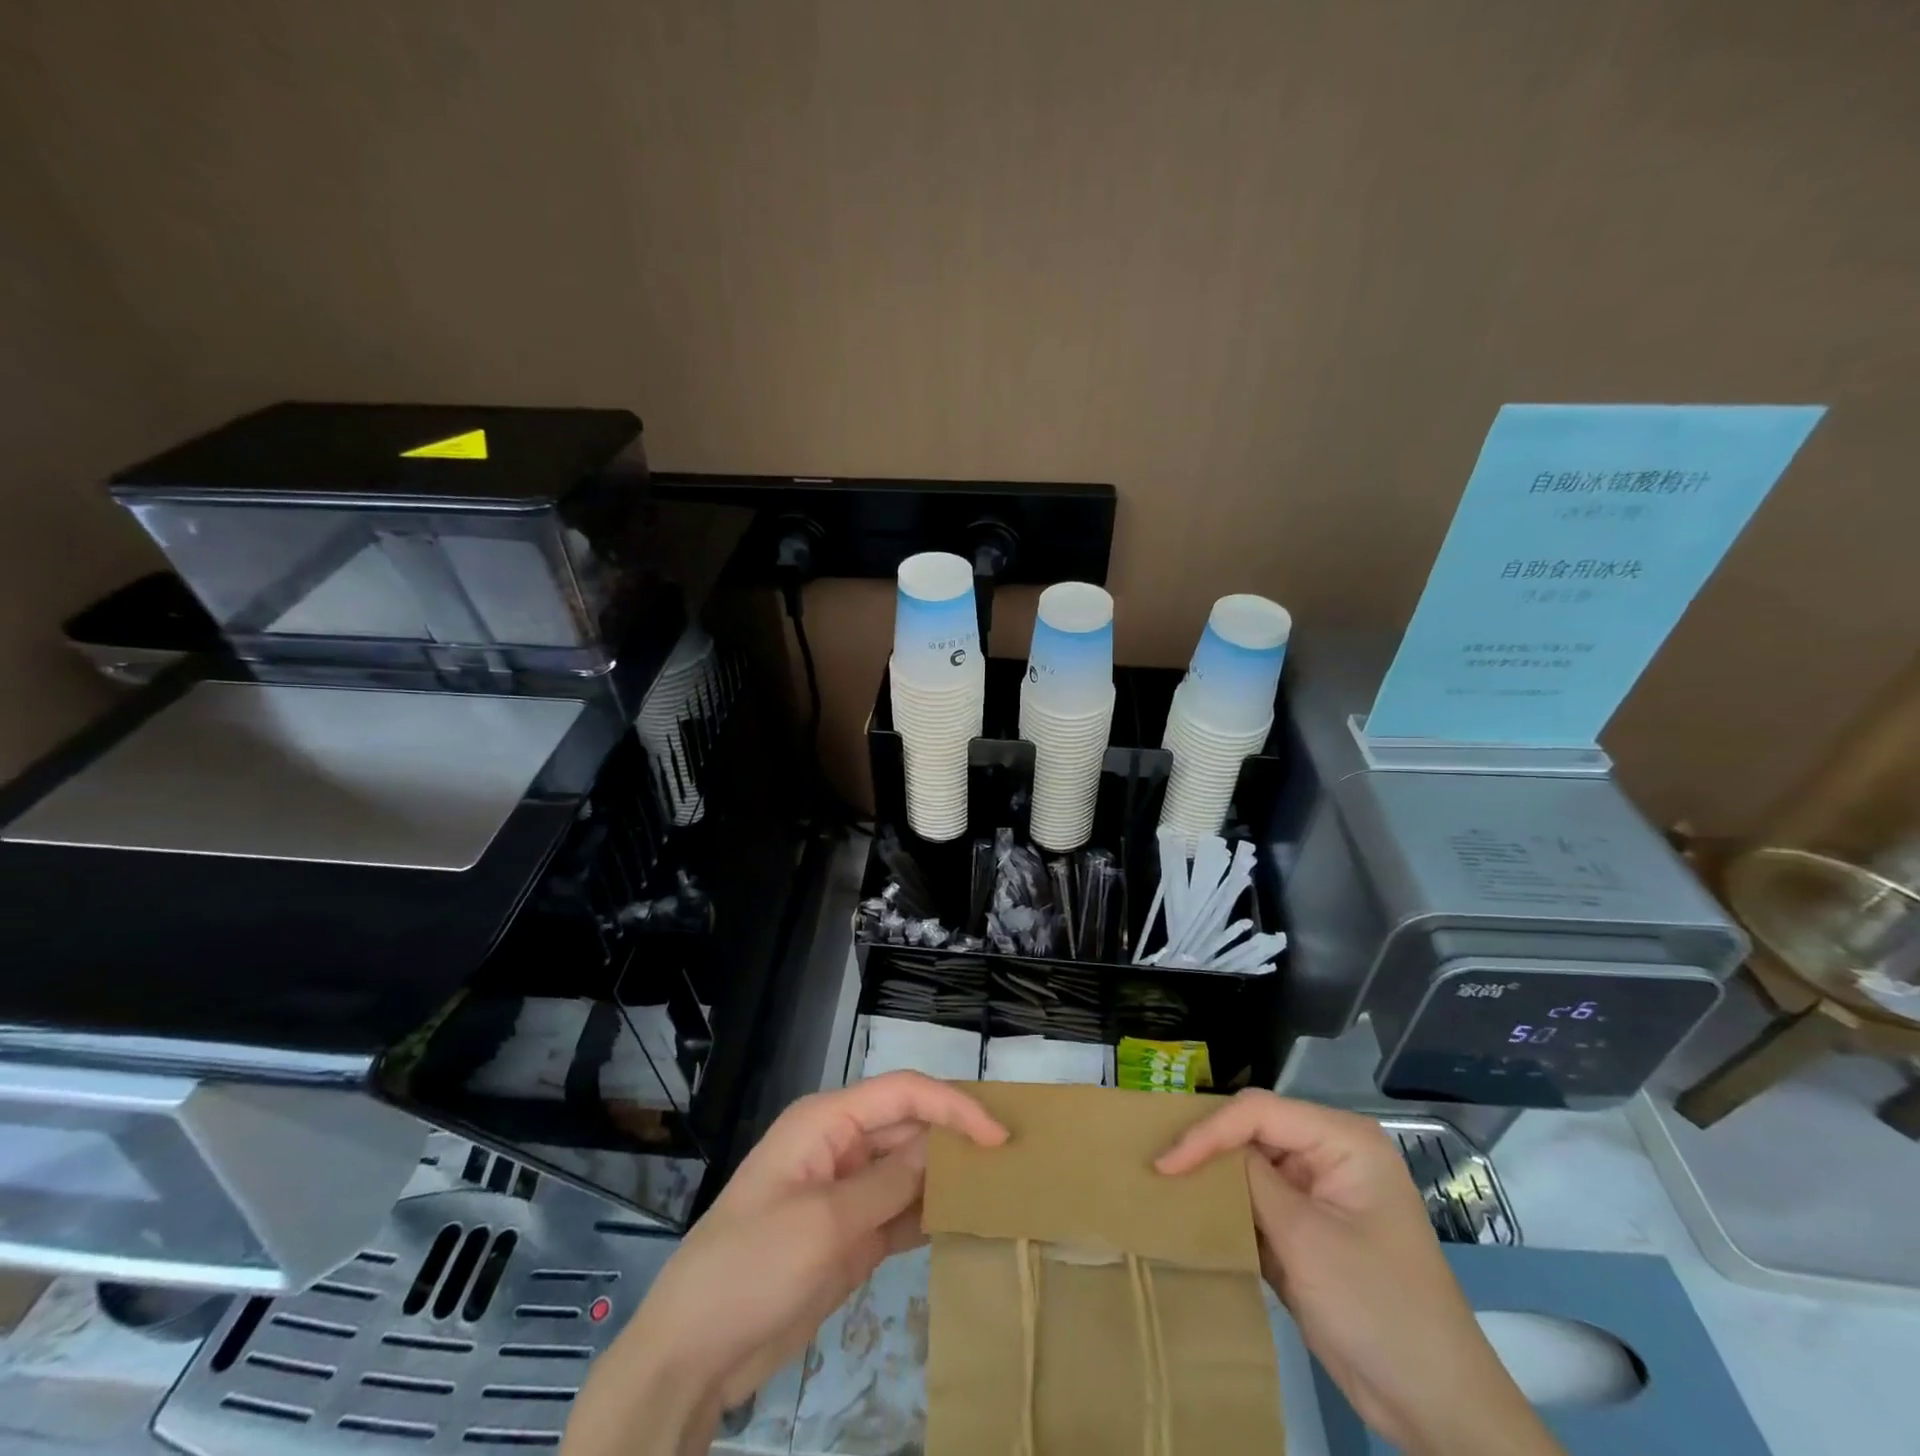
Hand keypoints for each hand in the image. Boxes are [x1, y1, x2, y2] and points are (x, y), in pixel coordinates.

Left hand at [563, 1072, 1006, 1455]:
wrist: (695, 1354)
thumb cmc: (753, 1267)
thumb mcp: (825, 1222)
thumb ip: (890, 1182)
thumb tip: (944, 1147)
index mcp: (827, 1121)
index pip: (902, 1093)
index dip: (953, 1106)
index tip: (998, 1137)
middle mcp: (841, 1146)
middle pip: (910, 1128)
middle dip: (956, 1139)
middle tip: (1011, 1163)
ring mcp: (847, 1192)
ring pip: (910, 1170)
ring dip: (948, 1178)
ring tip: (1001, 1189)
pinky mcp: (851, 1236)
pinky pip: (902, 1213)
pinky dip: (931, 1216)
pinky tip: (966, 1223)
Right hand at [1157, 1090, 1561, 1455]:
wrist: (1433, 1407)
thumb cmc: (1377, 1307)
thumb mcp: (1305, 1238)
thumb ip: (1250, 1181)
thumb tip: (1199, 1151)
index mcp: (1343, 1139)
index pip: (1258, 1112)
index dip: (1207, 1132)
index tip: (1164, 1164)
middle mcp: (1329, 1153)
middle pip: (1251, 1131)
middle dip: (1206, 1148)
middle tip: (1155, 1165)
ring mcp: (1318, 1192)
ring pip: (1248, 1166)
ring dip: (1211, 1179)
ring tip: (1161, 1184)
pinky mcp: (1307, 1229)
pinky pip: (1256, 1202)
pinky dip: (1226, 1209)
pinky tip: (1191, 1215)